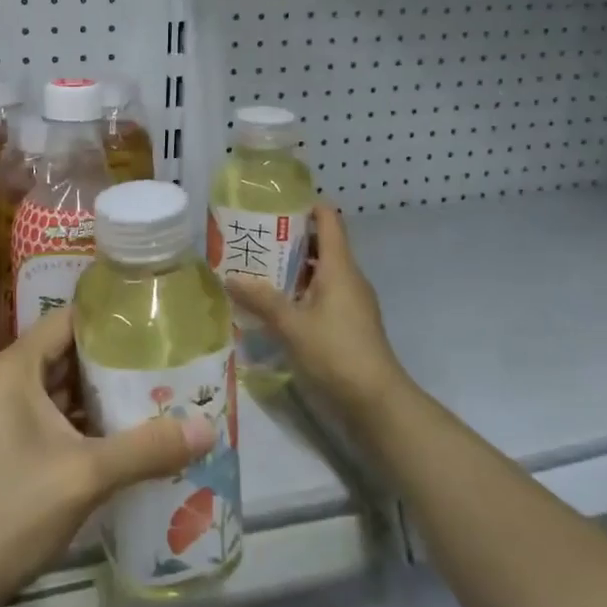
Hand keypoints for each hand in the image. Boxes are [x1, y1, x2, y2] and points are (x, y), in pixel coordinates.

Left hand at [0, 307, 216, 606]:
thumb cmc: (11, 513)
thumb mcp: (87, 477)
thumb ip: (148, 448)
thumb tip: (210, 429)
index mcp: (9, 369)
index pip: (65, 321)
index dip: (109, 321)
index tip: (152, 326)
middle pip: (58, 356)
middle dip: (107, 365)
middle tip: (159, 368)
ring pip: (46, 392)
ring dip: (89, 400)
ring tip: (144, 402)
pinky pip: (33, 420)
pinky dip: (68, 425)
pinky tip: (107, 444)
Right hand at [225, 202, 408, 414]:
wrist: (376, 402)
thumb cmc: (336, 353)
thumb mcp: (292, 325)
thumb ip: (261, 299)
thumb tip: (230, 276)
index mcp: (340, 267)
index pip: (329, 220)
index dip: (306, 206)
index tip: (275, 204)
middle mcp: (349, 278)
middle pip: (322, 245)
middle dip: (290, 239)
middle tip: (254, 239)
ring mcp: (352, 302)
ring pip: (321, 273)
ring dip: (293, 269)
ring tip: (257, 270)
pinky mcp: (350, 324)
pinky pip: (323, 295)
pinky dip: (301, 292)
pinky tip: (275, 306)